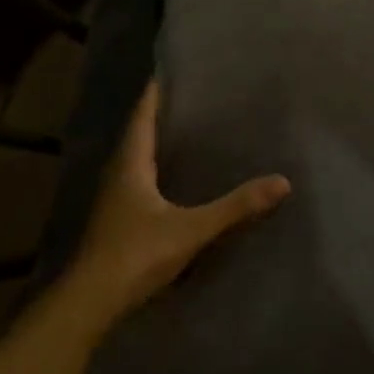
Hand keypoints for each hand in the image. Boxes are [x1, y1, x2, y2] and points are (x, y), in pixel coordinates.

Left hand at [57, 81, 290, 332]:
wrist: (91, 303)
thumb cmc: (136, 254)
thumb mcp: (191, 228)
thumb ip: (235, 207)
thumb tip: (282, 182)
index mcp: (130, 164)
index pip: (142, 116)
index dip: (156, 93)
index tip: (174, 71)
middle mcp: (119, 175)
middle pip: (139, 134)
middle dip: (163, 115)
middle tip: (196, 99)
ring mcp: (115, 200)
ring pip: (139, 160)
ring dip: (161, 144)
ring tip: (194, 132)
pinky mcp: (119, 222)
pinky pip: (142, 183)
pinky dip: (160, 171)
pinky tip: (180, 179)